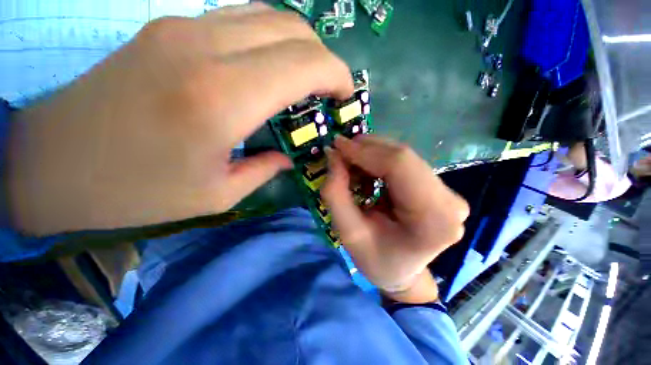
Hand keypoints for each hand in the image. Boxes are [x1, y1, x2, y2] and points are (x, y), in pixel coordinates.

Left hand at [8, 4, 352, 234]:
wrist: (54, 162)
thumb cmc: (135, 191)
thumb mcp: (218, 194)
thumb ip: (266, 168)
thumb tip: (288, 154)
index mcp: (222, 99)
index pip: (305, 63)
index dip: (337, 75)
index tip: (345, 95)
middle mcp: (206, 47)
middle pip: (295, 29)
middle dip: (325, 60)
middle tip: (329, 93)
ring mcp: (184, 27)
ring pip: (271, 17)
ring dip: (301, 49)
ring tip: (306, 84)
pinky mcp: (170, 27)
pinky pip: (243, 21)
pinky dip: (273, 43)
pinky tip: (271, 72)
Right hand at [321, 136, 468, 300]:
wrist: (402, 271)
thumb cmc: (376, 260)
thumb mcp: (348, 233)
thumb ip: (336, 194)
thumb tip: (333, 155)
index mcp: (433, 219)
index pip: (399, 166)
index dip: (365, 151)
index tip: (337, 146)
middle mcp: (449, 201)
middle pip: (403, 156)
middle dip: (366, 149)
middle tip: (340, 152)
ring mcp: (447, 192)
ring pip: (403, 156)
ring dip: (371, 154)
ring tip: (350, 164)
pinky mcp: (438, 187)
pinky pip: (404, 162)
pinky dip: (379, 160)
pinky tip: (365, 171)